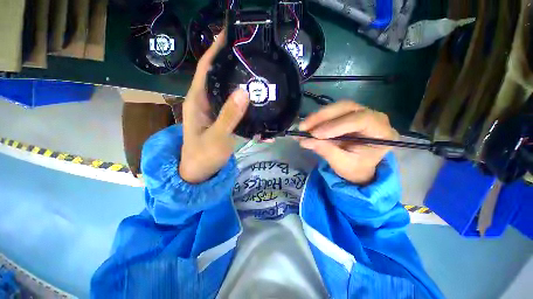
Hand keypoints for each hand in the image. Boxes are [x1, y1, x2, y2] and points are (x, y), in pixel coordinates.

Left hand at [180, 31, 249, 182]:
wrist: (200, 172)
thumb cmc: (203, 156)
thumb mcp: (216, 138)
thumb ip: (228, 116)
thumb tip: (244, 91)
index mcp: (198, 100)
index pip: (206, 67)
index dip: (216, 49)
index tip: (231, 34)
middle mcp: (206, 101)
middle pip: (219, 76)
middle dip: (233, 63)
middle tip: (254, 55)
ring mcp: (216, 110)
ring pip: (229, 90)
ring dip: (242, 83)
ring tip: (261, 74)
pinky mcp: (224, 119)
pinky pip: (235, 106)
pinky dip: (246, 103)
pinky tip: (258, 102)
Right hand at [297, 101, 398, 184]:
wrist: (358, 168)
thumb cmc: (355, 168)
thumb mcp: (342, 164)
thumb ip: (326, 151)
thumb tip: (305, 140)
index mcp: (382, 133)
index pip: (362, 120)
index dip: (337, 125)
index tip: (316, 135)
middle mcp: (374, 117)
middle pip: (348, 108)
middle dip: (323, 117)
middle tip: (304, 127)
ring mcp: (361, 113)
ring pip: (338, 107)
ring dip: (318, 116)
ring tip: (303, 127)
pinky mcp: (348, 114)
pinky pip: (332, 111)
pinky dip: (318, 118)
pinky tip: (307, 125)